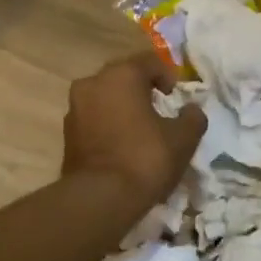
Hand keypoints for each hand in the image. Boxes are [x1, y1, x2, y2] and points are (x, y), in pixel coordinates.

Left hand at [61, 52, 205, 209]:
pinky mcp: (67, 134)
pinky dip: (109, 125)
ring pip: (105, 98)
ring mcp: (75, 108)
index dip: (168, 76)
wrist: (100, 199)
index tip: (176, 97)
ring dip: (123, 107)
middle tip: (160, 110)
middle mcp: (93, 83)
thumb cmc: (145, 158)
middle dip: (142, 89)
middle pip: (123, 77)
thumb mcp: (183, 138)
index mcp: (121, 75)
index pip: (149, 61)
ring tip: (141, 130)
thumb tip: (192, 110)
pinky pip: (94, 119)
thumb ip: (193, 117)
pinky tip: (123, 146)